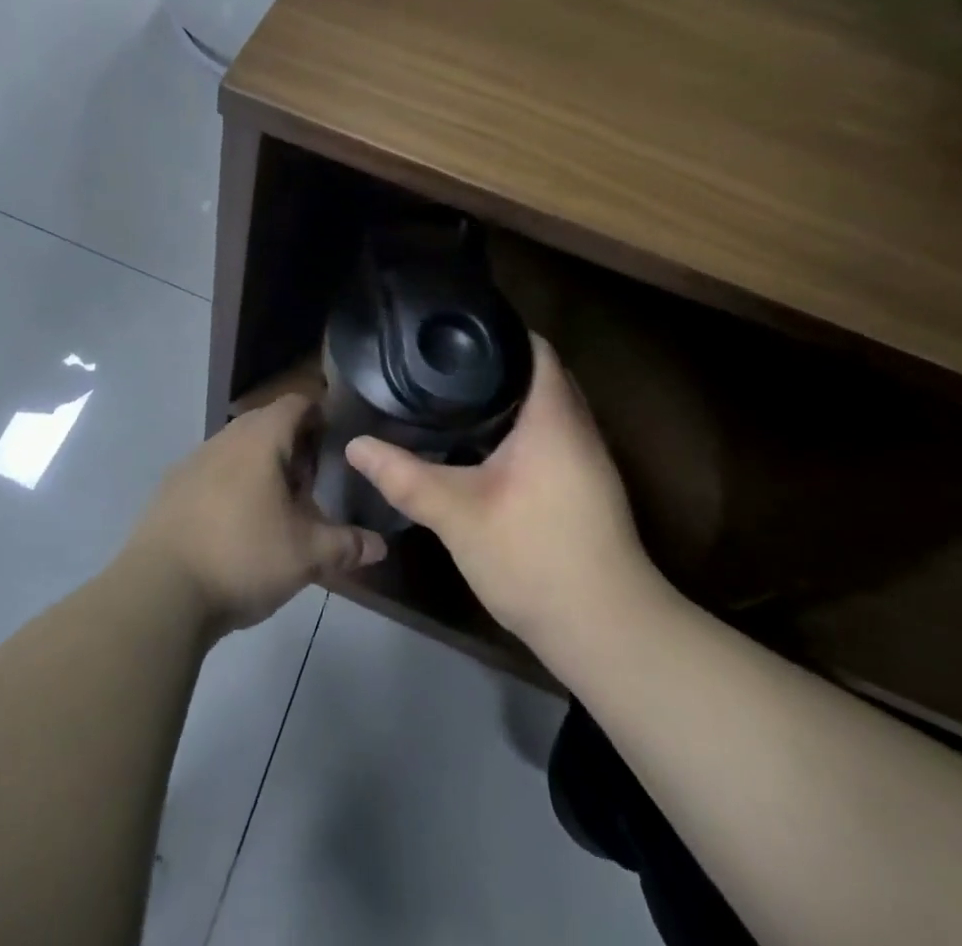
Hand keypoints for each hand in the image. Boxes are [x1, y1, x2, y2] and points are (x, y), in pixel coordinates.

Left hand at [123, 395, 386, 634]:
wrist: (159, 591)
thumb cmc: (242, 556)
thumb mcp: (306, 555)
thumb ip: (345, 545)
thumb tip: (379, 545)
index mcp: (260, 439)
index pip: (295, 403)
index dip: (319, 414)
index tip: (335, 441)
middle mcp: (224, 439)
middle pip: (265, 424)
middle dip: (292, 445)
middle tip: (312, 481)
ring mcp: (192, 462)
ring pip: (236, 449)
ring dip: (259, 466)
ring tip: (277, 507)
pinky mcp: (170, 490)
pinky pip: (211, 473)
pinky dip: (230, 486)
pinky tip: (236, 526)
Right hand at [347, 336, 665, 667]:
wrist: (607, 631)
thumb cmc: (534, 556)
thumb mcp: (457, 514)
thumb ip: (404, 476)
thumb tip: (354, 445)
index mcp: (553, 417)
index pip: (534, 348)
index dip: (498, 330)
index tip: (455, 330)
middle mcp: (579, 428)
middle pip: (542, 373)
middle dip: (498, 364)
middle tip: (444, 362)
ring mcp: (589, 460)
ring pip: (549, 408)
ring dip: (511, 398)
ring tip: (456, 394)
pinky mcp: (588, 488)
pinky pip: (554, 435)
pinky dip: (522, 428)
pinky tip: (485, 446)